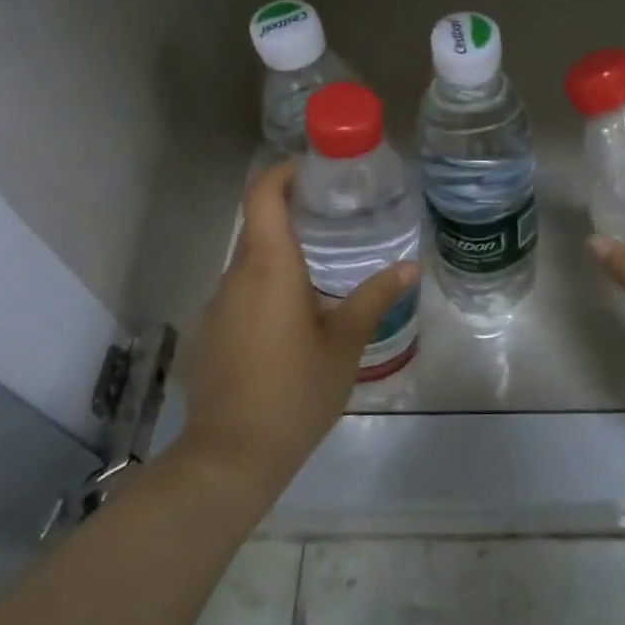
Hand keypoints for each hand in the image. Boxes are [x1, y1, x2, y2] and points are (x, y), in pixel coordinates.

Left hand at [168, 161, 418, 494]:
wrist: (232, 456)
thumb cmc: (295, 391)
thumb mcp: (345, 343)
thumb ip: (375, 298)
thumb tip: (411, 267)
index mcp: (268, 267)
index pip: (263, 195)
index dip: (284, 171)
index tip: (316, 168)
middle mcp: (235, 276)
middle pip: (259, 224)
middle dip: (294, 210)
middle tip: (339, 215)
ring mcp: (218, 305)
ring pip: (251, 260)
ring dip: (284, 251)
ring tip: (328, 263)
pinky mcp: (212, 331)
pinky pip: (243, 290)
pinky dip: (269, 284)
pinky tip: (299, 313)